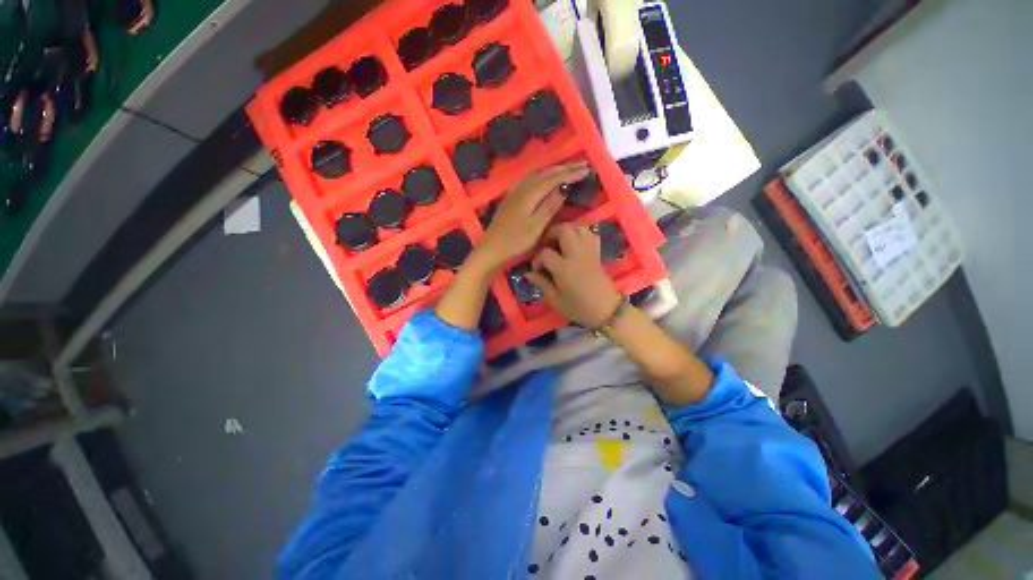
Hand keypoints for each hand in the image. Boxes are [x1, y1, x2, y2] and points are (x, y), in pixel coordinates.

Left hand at [473, 161, 589, 271]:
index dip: (571, 173)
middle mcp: (522, 187)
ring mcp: (515, 192)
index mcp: (529, 194)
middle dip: (565, 168)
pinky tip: (544, 177)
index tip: (587, 169)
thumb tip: (565, 186)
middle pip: (546, 173)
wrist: (491, 249)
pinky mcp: (511, 197)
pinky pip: (531, 179)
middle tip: (583, 164)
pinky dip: (543, 175)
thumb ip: (550, 205)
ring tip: (569, 168)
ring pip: (538, 174)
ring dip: (555, 170)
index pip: (554, 178)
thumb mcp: (536, 226)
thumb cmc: (516, 241)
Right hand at [525, 223, 622, 328]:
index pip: (546, 253)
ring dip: (567, 230)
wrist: (606, 311)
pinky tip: (575, 243)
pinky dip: (581, 233)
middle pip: (564, 230)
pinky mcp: (597, 253)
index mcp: (564, 268)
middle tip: (546, 245)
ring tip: (559, 241)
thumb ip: (541, 283)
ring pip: (578, 227)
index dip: (537, 259)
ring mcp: (589, 251)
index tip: (537, 269)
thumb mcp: (555, 300)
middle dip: (551, 234)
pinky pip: (590, 234)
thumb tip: (528, 273)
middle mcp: (577, 254)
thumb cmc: (578, 308)